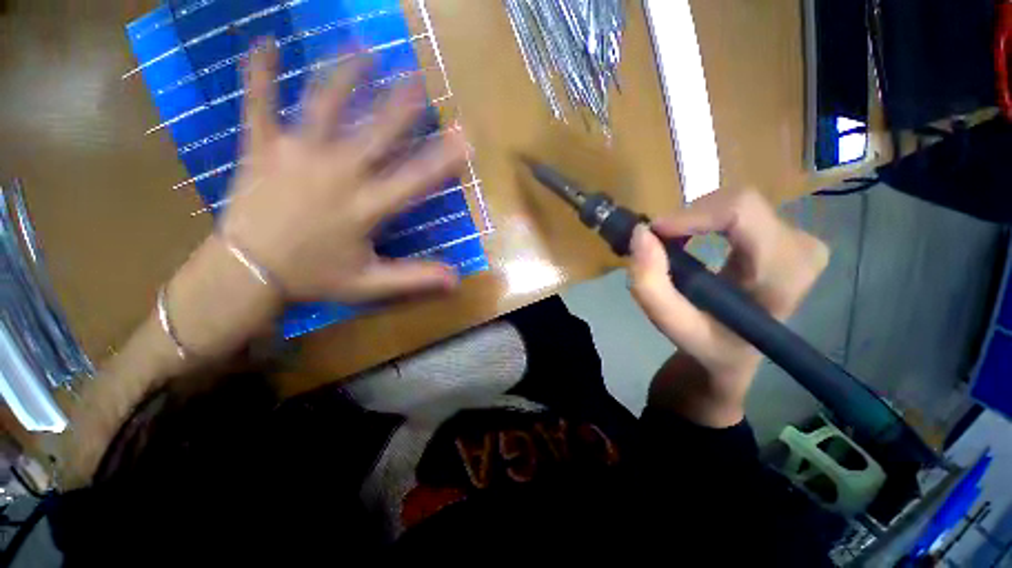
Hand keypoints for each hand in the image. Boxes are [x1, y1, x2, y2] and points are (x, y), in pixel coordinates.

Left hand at [220, 40, 467, 302]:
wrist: (245, 274)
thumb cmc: (313, 278)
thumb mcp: (370, 284)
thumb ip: (415, 278)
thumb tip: (456, 281)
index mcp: (365, 207)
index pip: (414, 179)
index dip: (442, 159)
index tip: (463, 138)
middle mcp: (337, 174)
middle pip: (376, 133)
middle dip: (401, 106)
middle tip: (419, 80)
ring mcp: (296, 155)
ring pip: (324, 106)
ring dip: (346, 76)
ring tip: (363, 50)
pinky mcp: (262, 149)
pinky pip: (259, 104)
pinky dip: (260, 73)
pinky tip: (266, 43)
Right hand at [629, 189, 828, 426]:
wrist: (735, 351)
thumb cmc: (707, 343)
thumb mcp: (672, 324)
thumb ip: (650, 285)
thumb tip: (640, 234)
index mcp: (784, 276)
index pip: (743, 213)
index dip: (693, 214)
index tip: (653, 230)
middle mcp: (802, 249)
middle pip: (739, 204)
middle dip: (689, 219)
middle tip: (657, 242)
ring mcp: (799, 239)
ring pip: (736, 204)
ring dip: (695, 221)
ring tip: (671, 247)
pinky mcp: (786, 234)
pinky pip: (738, 210)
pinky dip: (704, 221)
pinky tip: (690, 242)